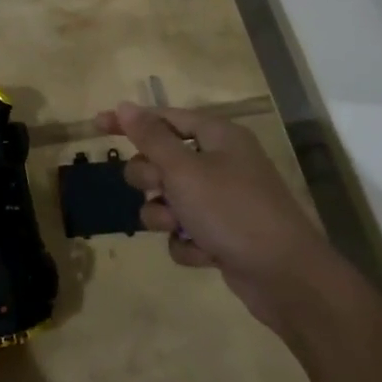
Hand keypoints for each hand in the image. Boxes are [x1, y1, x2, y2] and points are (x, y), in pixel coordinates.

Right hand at [97, 102, 337, 335]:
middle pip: (162, 159)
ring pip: (168, 199)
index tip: (97, 127)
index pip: (164, 118)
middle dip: (152, 180)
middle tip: (160, 190)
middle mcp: (220, 162)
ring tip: (181, 227)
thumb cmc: (232, 211)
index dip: (130, 122)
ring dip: (166, 215)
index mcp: (217, 137)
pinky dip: (186, 242)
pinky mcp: (221, 234)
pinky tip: (203, 253)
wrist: (284, 277)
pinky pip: (184, 231)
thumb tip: (126, 105)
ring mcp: (222, 200)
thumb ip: (151, 137)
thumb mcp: (184, 170)